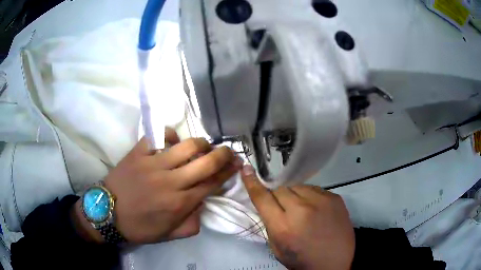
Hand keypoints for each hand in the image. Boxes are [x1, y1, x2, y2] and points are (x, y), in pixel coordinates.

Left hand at [73, 128, 242, 243]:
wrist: (108, 213)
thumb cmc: (140, 226)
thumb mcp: (170, 234)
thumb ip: (192, 222)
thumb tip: (203, 204)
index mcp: (180, 203)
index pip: (212, 183)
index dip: (228, 172)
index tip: (237, 164)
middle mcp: (171, 181)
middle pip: (206, 161)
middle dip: (223, 154)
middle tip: (228, 151)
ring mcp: (154, 164)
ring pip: (187, 145)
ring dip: (201, 143)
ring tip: (204, 146)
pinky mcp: (138, 152)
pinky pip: (159, 136)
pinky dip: (171, 136)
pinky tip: (174, 142)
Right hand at [241, 165, 354, 269]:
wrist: (335, 262)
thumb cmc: (302, 260)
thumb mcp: (277, 248)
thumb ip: (270, 224)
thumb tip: (267, 203)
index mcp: (283, 226)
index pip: (262, 198)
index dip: (252, 183)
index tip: (246, 169)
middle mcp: (302, 209)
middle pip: (280, 189)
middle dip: (278, 198)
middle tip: (284, 210)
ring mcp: (321, 201)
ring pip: (297, 186)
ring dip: (294, 196)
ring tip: (302, 210)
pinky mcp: (334, 197)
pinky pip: (314, 189)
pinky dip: (310, 197)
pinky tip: (316, 210)